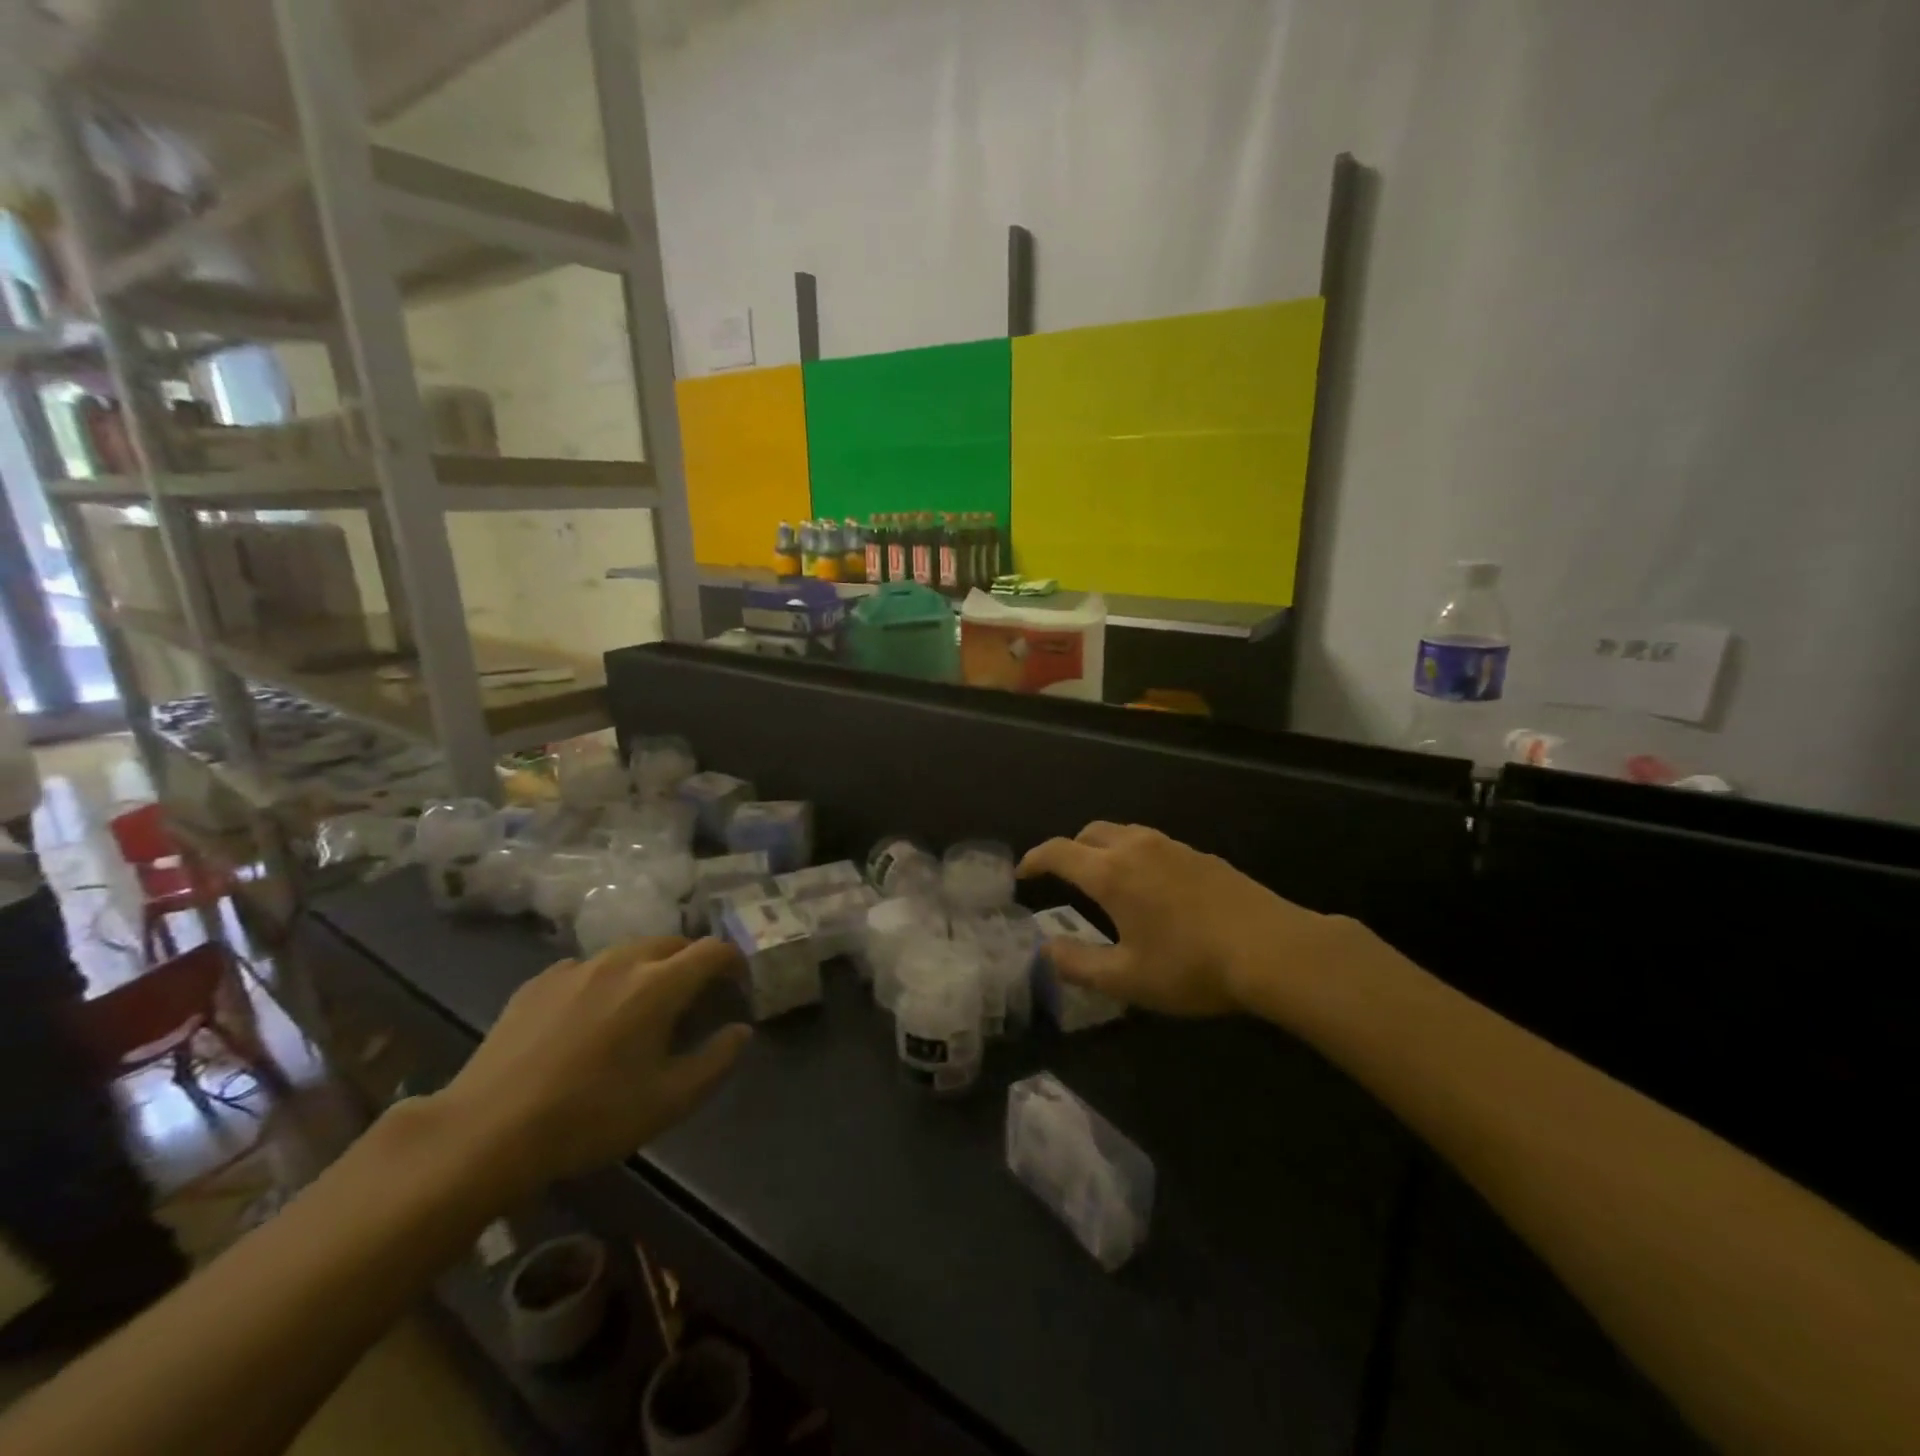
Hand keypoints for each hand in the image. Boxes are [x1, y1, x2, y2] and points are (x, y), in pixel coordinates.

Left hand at [432, 937, 750, 1193]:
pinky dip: (605, 981)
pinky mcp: (538, 982)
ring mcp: (575, 967)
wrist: (485, 1131)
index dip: (734, 962)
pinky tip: (590, 1018)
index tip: (737, 987)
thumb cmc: (590, 1117)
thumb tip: (740, 1030)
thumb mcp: (669, 1101)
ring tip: (643, 1007)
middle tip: (694, 1000)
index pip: (713, 950)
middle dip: (693, 963)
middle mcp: (621, 961)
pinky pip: (587, 968)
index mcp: (659, 984)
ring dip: (650, 969)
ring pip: (629, 952)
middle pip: (673, 943)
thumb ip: (716, 1061)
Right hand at [1018, 822, 1337, 1016]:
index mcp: (1111, 873)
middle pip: (1090, 833)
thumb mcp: (1127, 979)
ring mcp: (1173, 847)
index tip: (1023, 873)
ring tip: (1107, 880)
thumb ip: (1079, 965)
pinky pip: (1155, 845)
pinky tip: (1153, 889)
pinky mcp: (1203, 856)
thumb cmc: (1191, 966)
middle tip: (1064, 877)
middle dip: (1070, 849)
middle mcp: (1137, 848)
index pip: (1058, 852)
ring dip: (1104, 849)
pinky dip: (1137, 856)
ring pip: (1125, 833)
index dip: (1035, 859)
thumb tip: (1047, 951)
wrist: (1273, 949)